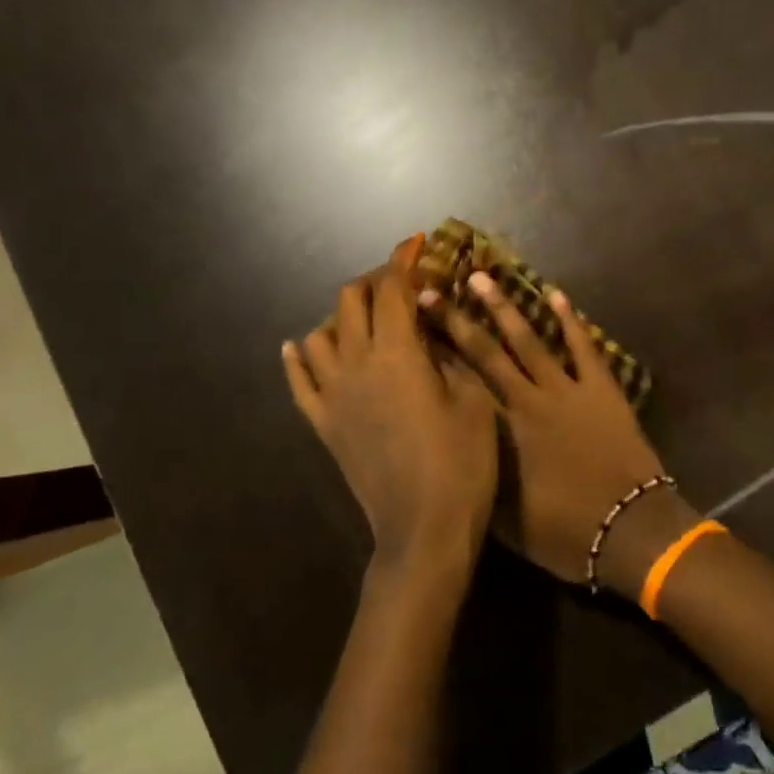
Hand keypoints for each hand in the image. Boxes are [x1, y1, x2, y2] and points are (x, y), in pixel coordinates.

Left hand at [283, 238, 498, 580]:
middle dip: (376, 280)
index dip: (405, 259)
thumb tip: (435, 325)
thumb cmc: (462, 464)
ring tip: (366, 318)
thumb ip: (451, 353)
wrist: (423, 531)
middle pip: (351, 300)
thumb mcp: (474, 400)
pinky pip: (298, 381)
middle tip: (402, 283)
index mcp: (397, 353)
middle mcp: (356, 364)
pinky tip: (300, 345)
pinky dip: (298, 356)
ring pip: (320, 333)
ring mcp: (333, 395)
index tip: (417, 242)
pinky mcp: (322, 424)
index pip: (393, 289)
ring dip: (342, 315)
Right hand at [429, 272, 692, 593]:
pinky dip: (570, 320)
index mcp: (501, 431)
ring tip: (482, 277)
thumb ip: (480, 477)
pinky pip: (583, 347)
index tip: (412, 328)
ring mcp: (567, 390)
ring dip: (504, 308)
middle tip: (431, 291)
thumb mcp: (506, 518)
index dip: (435, 354)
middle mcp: (527, 400)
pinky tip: (555, 294)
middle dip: (457, 320)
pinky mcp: (601, 389)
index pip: (460, 383)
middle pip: (486, 352)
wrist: (629, 530)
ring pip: (529, 340)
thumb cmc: (564, 532)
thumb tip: (457, 449)